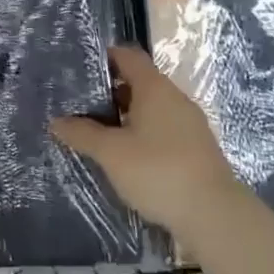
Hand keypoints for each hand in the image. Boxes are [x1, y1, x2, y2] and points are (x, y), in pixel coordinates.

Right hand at [50, 43, 236, 230]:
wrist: (216, 217)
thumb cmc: (158, 171)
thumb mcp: (111, 152)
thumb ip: (82, 133)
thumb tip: (56, 121)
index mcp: (155, 88)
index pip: (128, 56)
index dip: (104, 57)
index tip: (80, 69)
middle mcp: (175, 98)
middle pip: (139, 82)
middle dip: (110, 91)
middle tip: (81, 104)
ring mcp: (190, 124)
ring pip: (152, 108)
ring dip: (126, 116)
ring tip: (99, 132)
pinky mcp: (197, 149)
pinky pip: (163, 130)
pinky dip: (143, 134)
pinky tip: (127, 156)